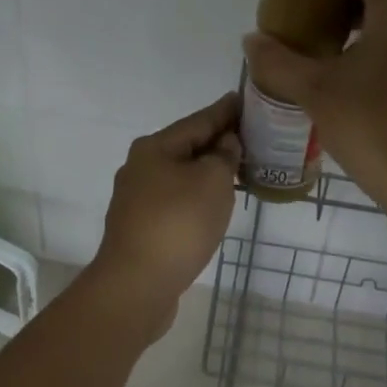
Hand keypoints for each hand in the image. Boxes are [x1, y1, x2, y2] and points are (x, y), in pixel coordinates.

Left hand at [88, 92, 241, 336]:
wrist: (136, 286)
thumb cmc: (177, 224)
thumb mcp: (212, 181)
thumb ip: (224, 156)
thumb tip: (225, 144)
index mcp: (154, 147)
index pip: (199, 120)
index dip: (225, 111)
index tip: (244, 99)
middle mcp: (140, 167)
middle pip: (187, 146)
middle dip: (217, 141)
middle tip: (250, 136)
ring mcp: (137, 199)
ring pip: (181, 174)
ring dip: (208, 170)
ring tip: (238, 168)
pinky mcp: (141, 227)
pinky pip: (176, 200)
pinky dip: (197, 195)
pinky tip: (213, 203)